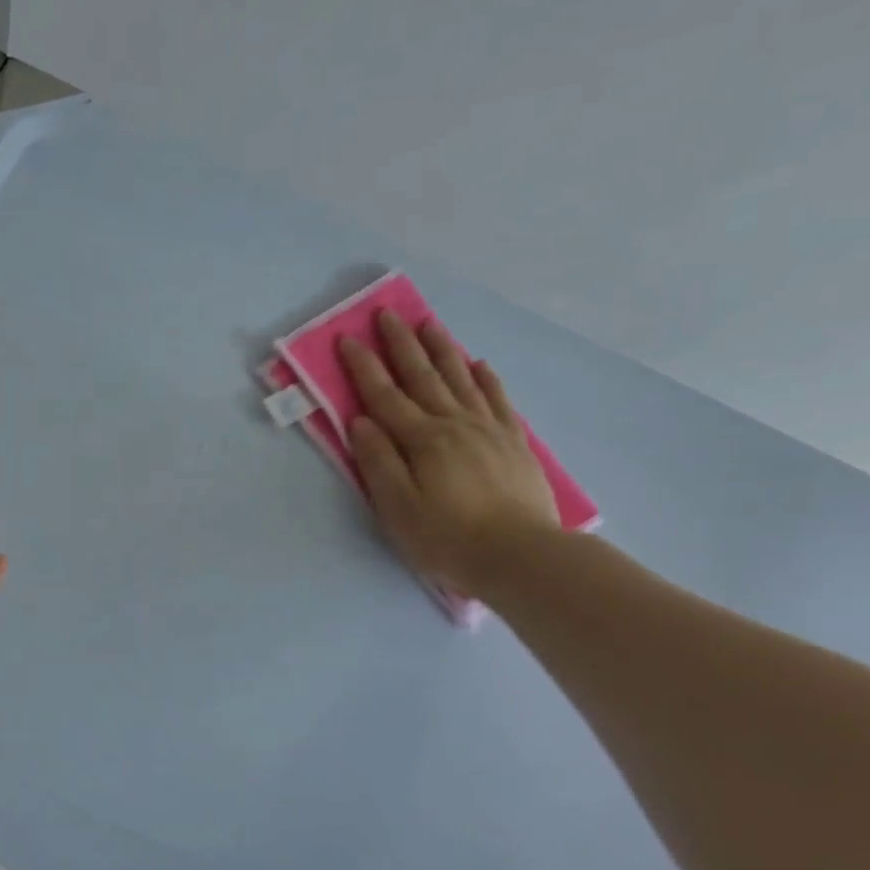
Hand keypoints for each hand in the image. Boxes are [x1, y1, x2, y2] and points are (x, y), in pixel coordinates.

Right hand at [339, 312, 559, 599]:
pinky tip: (478, 365)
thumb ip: (378, 462)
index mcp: (422, 440)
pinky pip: (497, 400)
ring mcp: (488, 430)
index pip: (384, 395)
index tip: (347, 338)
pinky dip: (485, 378)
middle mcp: (454, 424)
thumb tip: (362, 422)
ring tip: (428, 324)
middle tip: (387, 313)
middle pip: (422, 376)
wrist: (521, 556)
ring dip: (441, 349)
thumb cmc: (448, 538)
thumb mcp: (398, 508)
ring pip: (460, 379)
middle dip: (401, 344)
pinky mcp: (513, 443)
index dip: (363, 366)